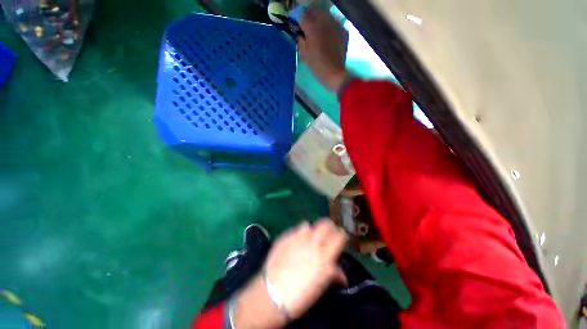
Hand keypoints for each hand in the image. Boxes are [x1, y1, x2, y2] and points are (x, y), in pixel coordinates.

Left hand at [264, 220, 347, 318]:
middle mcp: (312, 242)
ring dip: (311, 231)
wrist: (271, 294)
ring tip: (309, 239)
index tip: (341, 237)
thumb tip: (340, 273)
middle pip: (325, 223)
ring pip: (309, 224)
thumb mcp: (320, 287)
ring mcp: (297, 237)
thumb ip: (332, 275)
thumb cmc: (299, 295)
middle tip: (328, 234)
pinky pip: (295, 230)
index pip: (339, 236)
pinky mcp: (285, 236)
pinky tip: (295, 242)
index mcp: (324, 256)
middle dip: (329, 226)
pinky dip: (298, 233)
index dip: (341, 235)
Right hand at [298, 7, 349, 91]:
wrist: (334, 73)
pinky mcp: (343, 30)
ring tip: (316, 28)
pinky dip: (328, 25)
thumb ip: (300, 39)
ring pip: (325, 14)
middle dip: (308, 14)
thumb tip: (299, 32)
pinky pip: (333, 22)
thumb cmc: (316, 66)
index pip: (301, 14)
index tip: (293, 20)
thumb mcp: (303, 54)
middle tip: (305, 23)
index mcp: (312, 28)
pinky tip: (326, 34)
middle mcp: (325, 21)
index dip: (295, 16)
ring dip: (319, 18)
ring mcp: (336, 24)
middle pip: (314, 10)